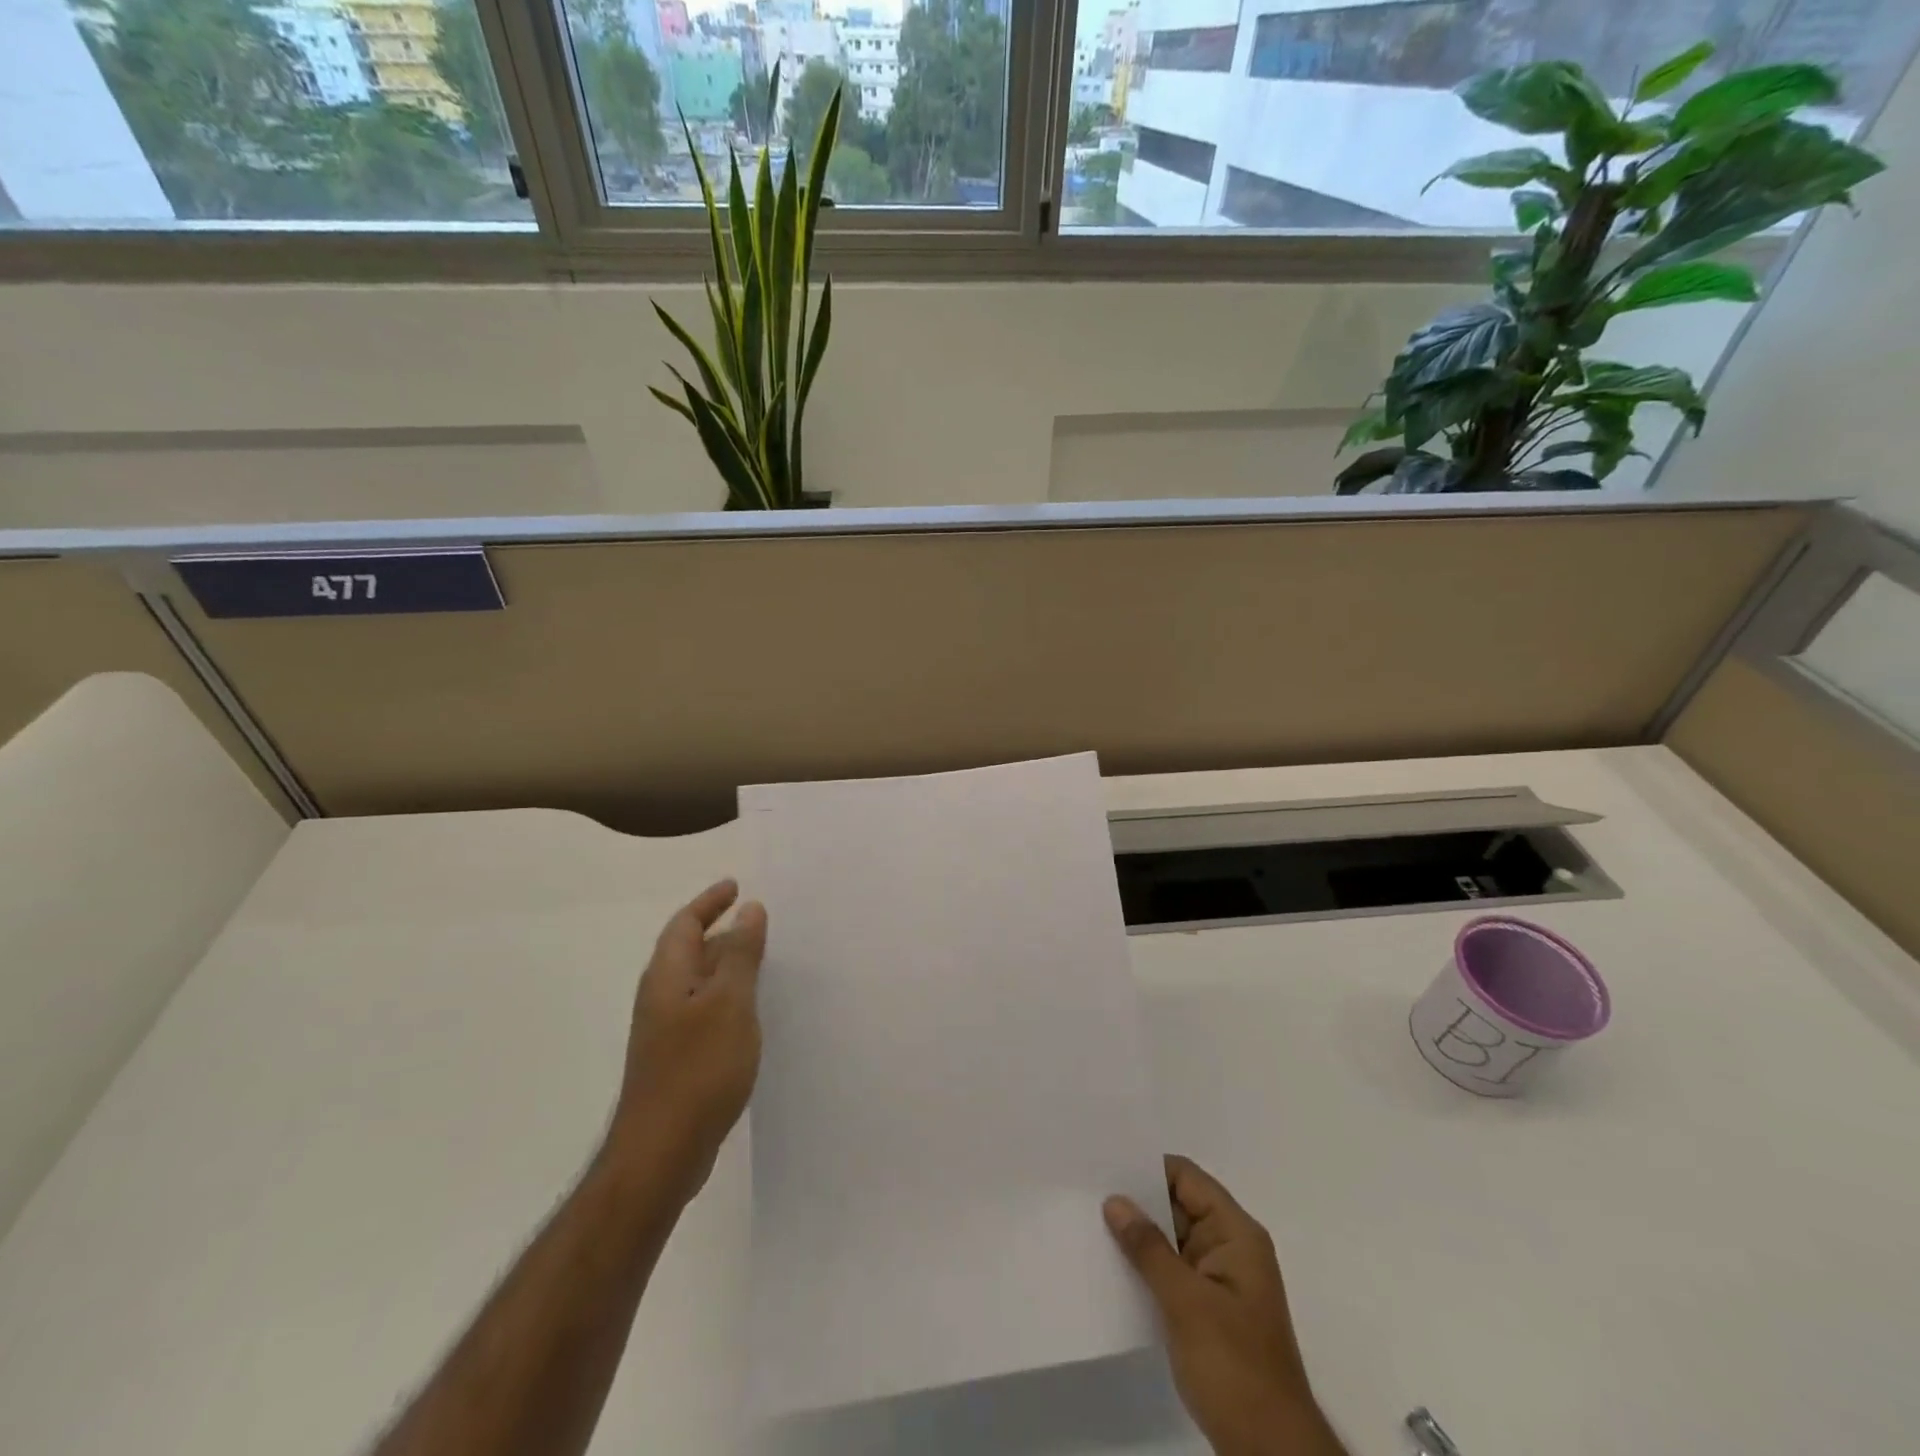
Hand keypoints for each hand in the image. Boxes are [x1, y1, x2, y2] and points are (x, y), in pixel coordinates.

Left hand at [604, 880, 767, 1202]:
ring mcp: (666, 1031)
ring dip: (725, 964)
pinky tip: (749, 1013)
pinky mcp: (676, 1059)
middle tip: (757, 920)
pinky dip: (726, 997)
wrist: (661, 1153)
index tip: (736, 886)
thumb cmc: (698, 1069)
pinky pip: (703, 1010)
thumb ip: (741, 954)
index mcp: (667, 976)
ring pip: (697, 982)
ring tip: (761, 960)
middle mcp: (661, 997)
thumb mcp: (730, 1003)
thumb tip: (749, 909)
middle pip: (689, 950)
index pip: (685, 924)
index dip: (710, 902)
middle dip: (720, 930)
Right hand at [1105, 1157, 1344, 1455]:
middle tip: (1086, 1189)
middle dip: (1137, 1201)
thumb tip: (1115, 1201)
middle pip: (1179, 1206)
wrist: (1270, 1453)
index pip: (1188, 1179)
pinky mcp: (1208, 1312)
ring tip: (1089, 1222)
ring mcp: (1219, 1282)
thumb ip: (1149, 1248)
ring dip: (1138, 1236)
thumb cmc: (1234, 1367)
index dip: (1149, 1168)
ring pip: (1172, 1240)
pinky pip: (1172, 1272)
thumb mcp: (1187, 1303)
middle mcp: (1230, 1249)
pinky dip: (1146, 1267)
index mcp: (1236, 1235)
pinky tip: (1112, 1266)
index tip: (1105, 1163)